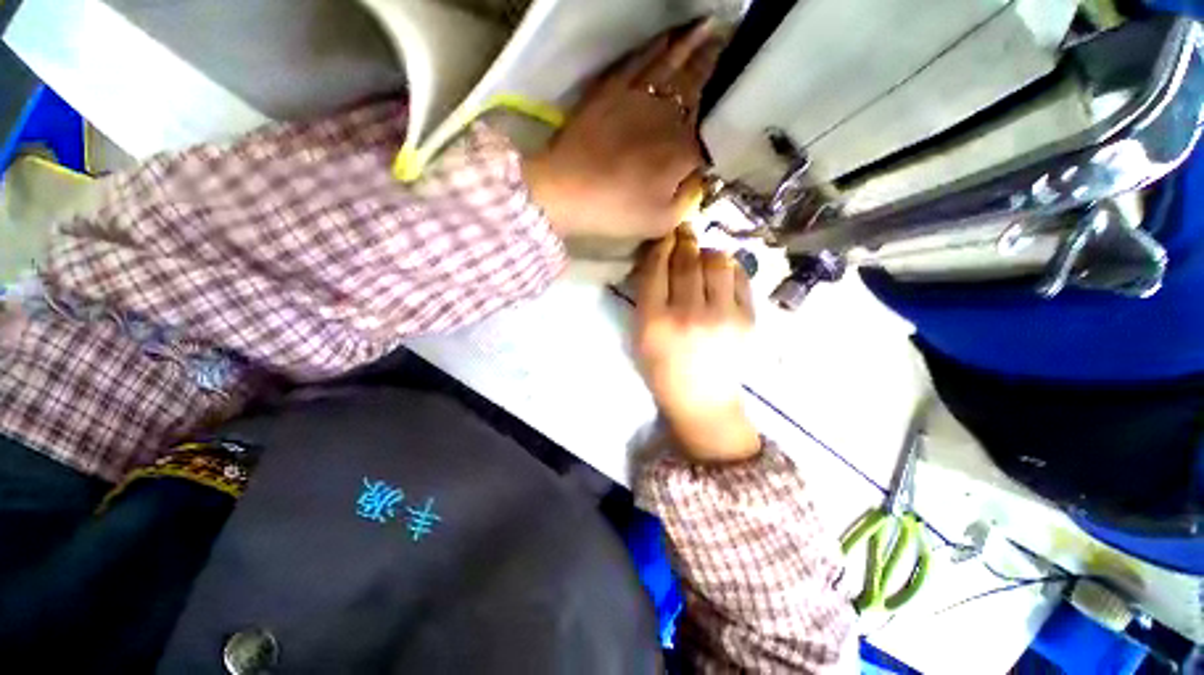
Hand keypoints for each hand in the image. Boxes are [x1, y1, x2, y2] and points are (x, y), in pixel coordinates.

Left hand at [523, 21, 725, 240]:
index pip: (712, 136)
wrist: (567, 191)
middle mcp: (670, 117)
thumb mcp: (661, 222)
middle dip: (719, 71)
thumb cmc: (616, 212)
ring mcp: (641, 97)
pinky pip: (643, 58)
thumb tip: (701, 176)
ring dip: (699, 46)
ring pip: (677, 65)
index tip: (734, 115)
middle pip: (701, 89)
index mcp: (684, 152)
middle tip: (734, 52)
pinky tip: (674, 35)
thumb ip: (689, 199)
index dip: (723, 126)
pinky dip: (662, 45)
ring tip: (716, 29)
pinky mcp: (614, 88)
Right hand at [633, 226, 760, 462]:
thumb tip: (660, 259)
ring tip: (702, 256)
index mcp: (655, 321)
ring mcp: (723, 316)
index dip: (661, 245)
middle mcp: (689, 314)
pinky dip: (728, 267)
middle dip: (684, 240)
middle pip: (688, 260)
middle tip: (683, 234)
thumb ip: (645, 298)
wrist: (702, 399)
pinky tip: (720, 273)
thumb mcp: (640, 337)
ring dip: (707, 251)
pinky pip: (739, 276)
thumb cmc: (662, 369)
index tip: (664, 236)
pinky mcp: (747, 318)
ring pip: (717, 261)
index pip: (657, 268)